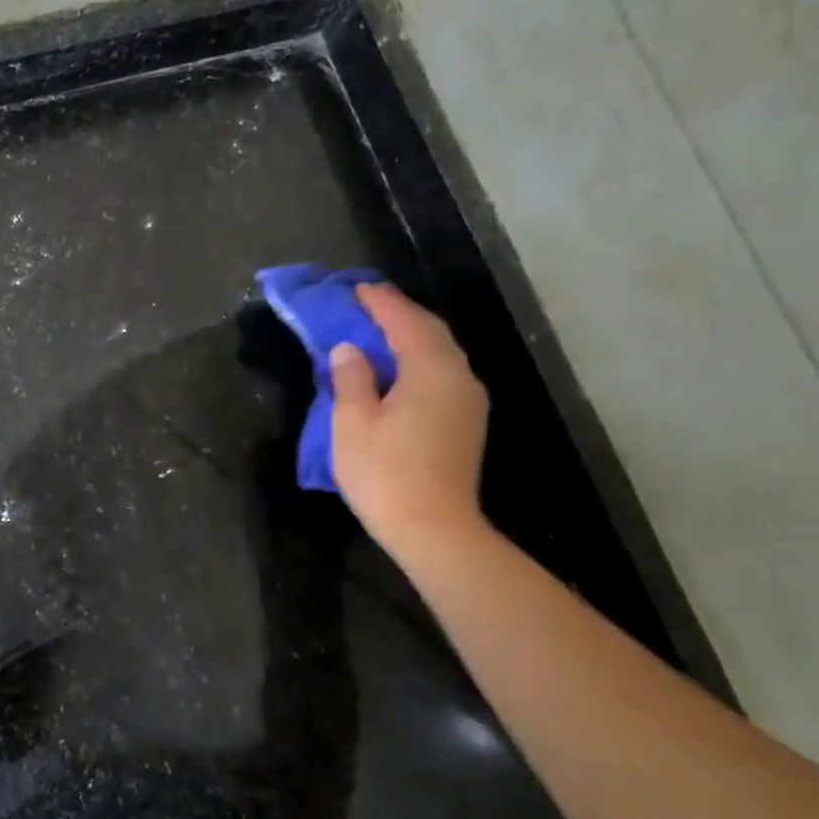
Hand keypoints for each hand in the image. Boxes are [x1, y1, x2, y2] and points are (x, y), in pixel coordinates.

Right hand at [329, 283, 489, 553]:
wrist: (434, 529)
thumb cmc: (385, 473)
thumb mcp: (353, 422)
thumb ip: (351, 378)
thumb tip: (350, 349)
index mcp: (432, 371)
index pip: (406, 322)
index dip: (380, 303)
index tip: (356, 289)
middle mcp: (459, 378)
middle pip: (431, 333)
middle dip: (399, 314)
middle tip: (367, 305)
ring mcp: (468, 402)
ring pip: (441, 354)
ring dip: (411, 337)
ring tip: (379, 332)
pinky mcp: (466, 423)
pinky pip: (442, 375)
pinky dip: (419, 360)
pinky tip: (399, 369)